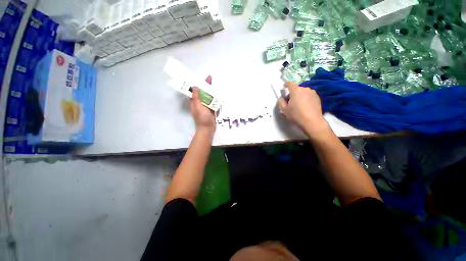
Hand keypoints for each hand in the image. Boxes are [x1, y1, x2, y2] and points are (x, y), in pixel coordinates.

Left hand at [191, 76, 215, 134]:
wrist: (208, 128)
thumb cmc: (202, 118)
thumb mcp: (198, 107)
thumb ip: (196, 97)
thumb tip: (195, 86)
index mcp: (194, 102)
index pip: (194, 91)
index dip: (196, 84)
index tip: (199, 78)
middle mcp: (199, 102)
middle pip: (201, 92)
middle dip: (204, 85)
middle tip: (209, 78)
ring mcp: (205, 105)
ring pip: (207, 96)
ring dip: (210, 90)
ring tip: (214, 83)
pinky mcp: (211, 108)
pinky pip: (212, 101)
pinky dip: (214, 96)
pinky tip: (217, 93)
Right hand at [278, 82, 328, 136]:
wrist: (312, 122)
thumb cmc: (296, 115)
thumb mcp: (284, 110)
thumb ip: (281, 102)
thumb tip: (282, 98)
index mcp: (296, 90)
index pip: (289, 83)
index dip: (286, 85)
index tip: (284, 89)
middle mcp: (305, 89)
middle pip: (296, 88)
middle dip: (293, 93)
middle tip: (290, 102)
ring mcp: (312, 93)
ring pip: (303, 92)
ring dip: (300, 96)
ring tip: (299, 106)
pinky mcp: (318, 98)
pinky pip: (309, 96)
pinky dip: (306, 99)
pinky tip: (305, 107)